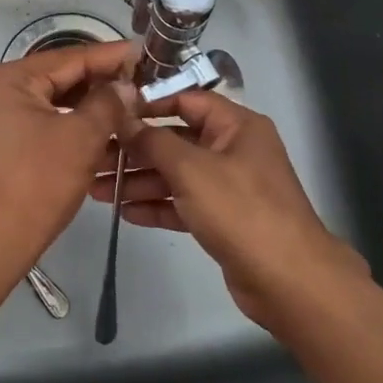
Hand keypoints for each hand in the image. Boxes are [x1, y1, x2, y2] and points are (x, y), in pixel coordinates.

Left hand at [0, 39, 139, 296]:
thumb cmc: (36, 183)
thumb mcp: (81, 138)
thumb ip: (108, 103)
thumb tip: (125, 85)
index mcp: (10, 79)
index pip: (70, 57)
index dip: (110, 56)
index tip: (144, 52)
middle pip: (59, 79)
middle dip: (101, 83)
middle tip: (142, 82)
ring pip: (52, 105)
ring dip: (89, 109)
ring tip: (129, 108)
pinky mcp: (0, 147)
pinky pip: (42, 126)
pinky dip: (71, 129)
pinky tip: (102, 136)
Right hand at [97, 90, 366, 329]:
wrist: (289, 282)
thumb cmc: (241, 210)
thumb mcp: (191, 169)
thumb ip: (153, 141)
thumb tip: (122, 117)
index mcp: (235, 125)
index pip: (185, 100)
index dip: (147, 104)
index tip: (109, 112)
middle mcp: (232, 149)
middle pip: (175, 140)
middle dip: (134, 150)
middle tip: (93, 157)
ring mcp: (228, 185)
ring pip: (175, 174)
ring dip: (139, 180)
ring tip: (96, 189)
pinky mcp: (222, 219)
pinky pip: (183, 203)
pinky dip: (156, 205)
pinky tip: (123, 212)